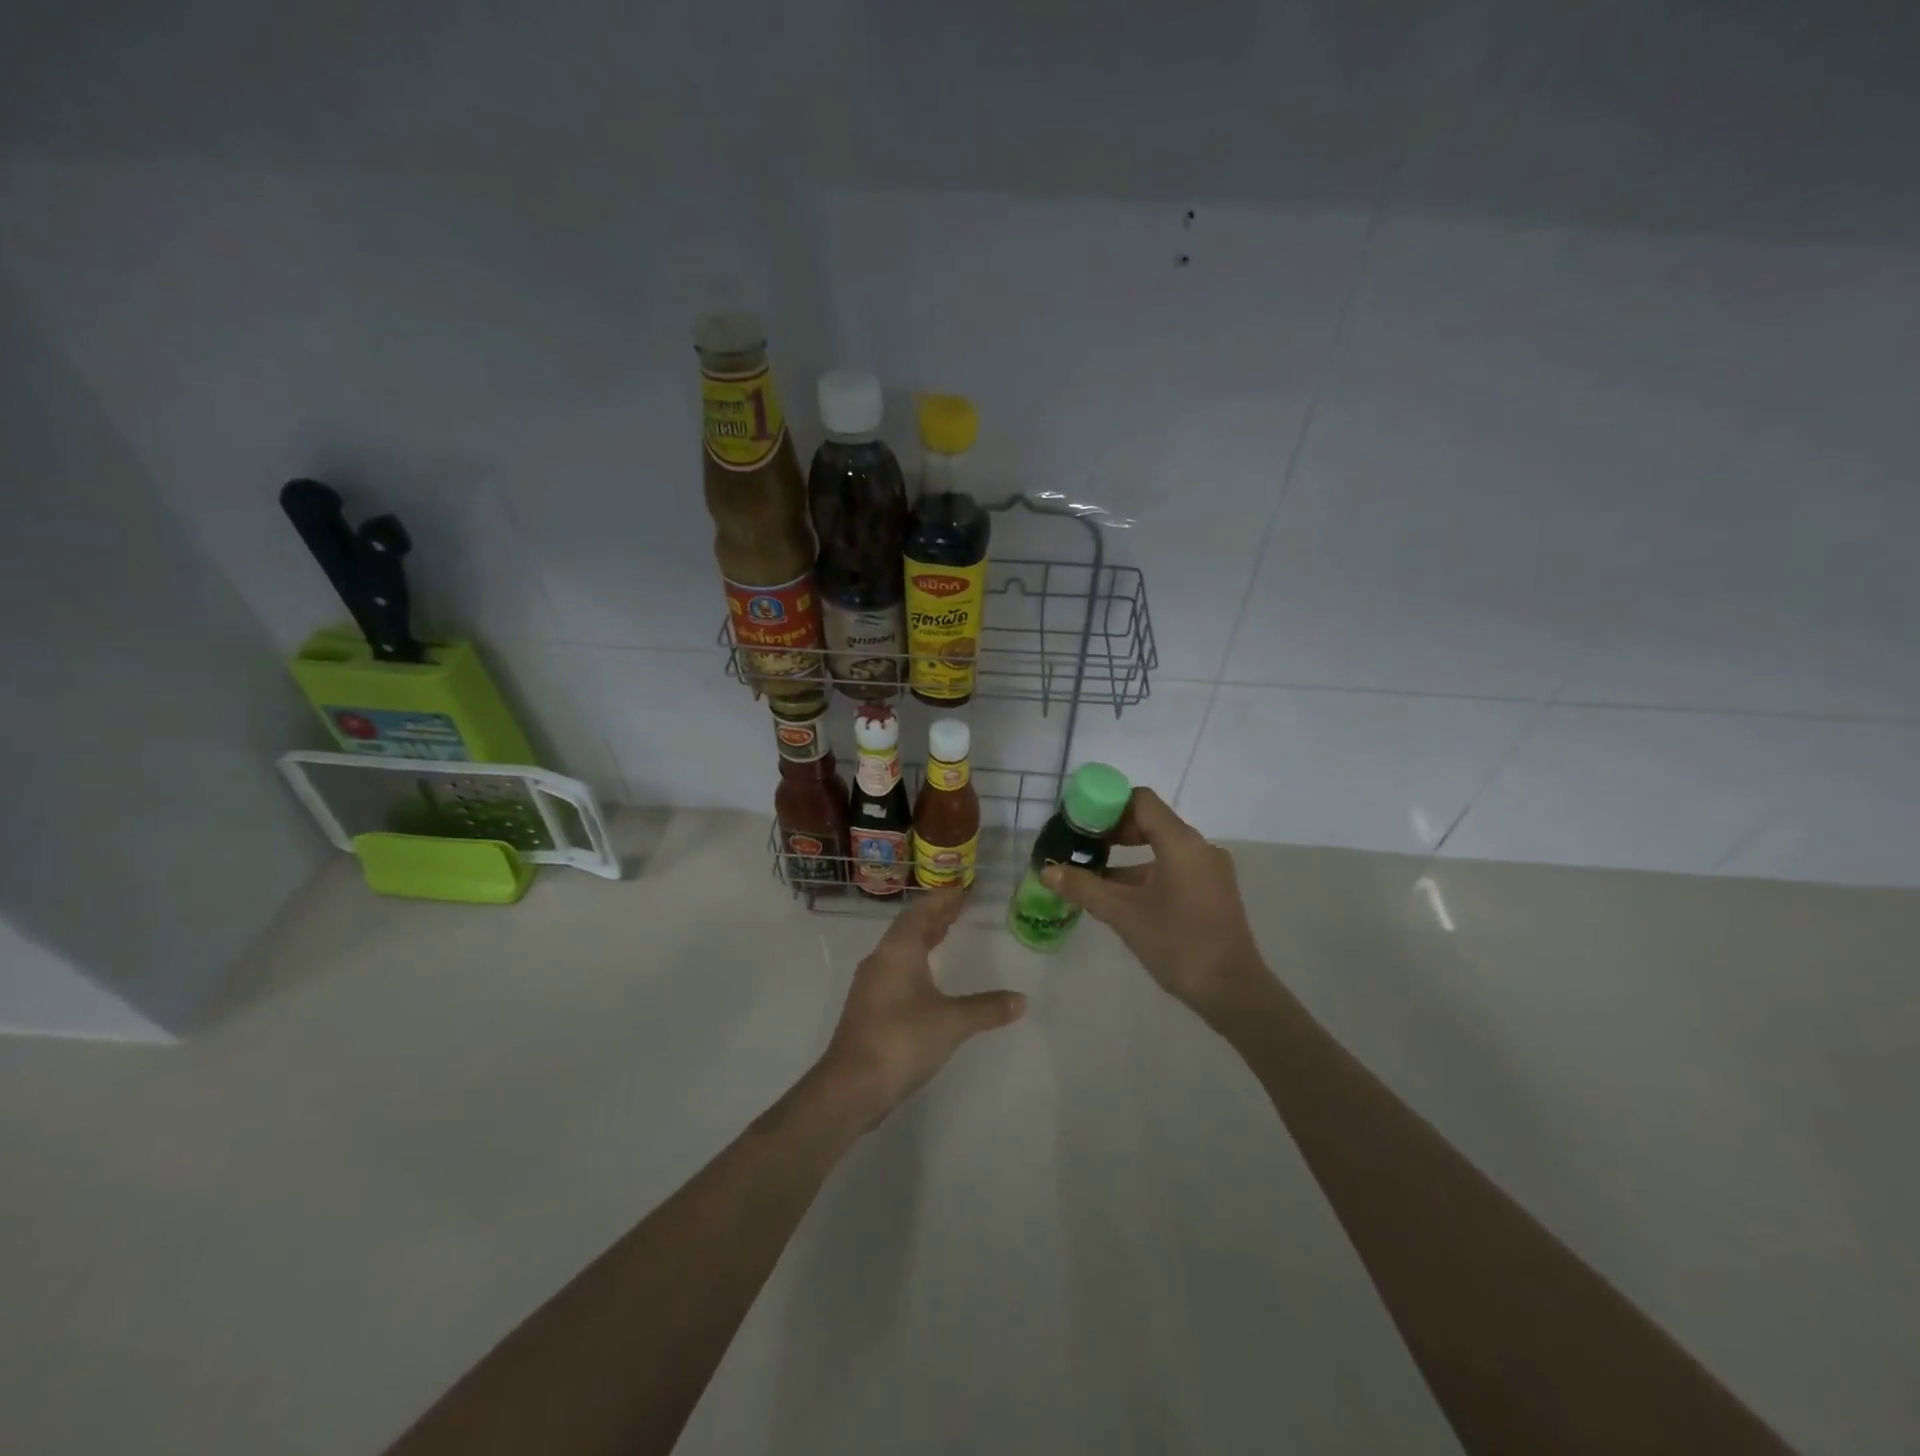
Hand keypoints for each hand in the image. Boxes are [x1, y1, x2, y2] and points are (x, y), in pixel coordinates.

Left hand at [816, 891, 1026, 1125]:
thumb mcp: (952, 1022)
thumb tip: (1022, 1000)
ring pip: (900, 950)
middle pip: (909, 928)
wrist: (852, 1085)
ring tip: (946, 935)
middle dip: (934, 917)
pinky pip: (895, 970)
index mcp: (898, 951)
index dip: (942, 900)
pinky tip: (928, 978)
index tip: (962, 891)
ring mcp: (870, 985)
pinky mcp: (868, 1008)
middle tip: (959, 909)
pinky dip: (915, 962)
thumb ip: (987, 1008)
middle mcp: (881, 960)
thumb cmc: (902, 1039)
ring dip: (923, 939)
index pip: (921, 912)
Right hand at [1042, 788, 1270, 1022]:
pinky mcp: (1212, 890)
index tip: (1080, 824)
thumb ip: (1083, 888)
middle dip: (1113, 831)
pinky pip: (1174, 867)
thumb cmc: (1177, 944)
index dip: (1108, 806)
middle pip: (1150, 821)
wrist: (1233, 991)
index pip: (1141, 801)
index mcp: (1181, 842)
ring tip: (1092, 873)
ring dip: (1127, 855)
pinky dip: (1146, 872)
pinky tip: (1120, 895)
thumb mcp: (1123, 914)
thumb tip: (1047, 872)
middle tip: (1081, 847)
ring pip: (1161, 847)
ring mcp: (1209, 869)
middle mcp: (1199, 847)